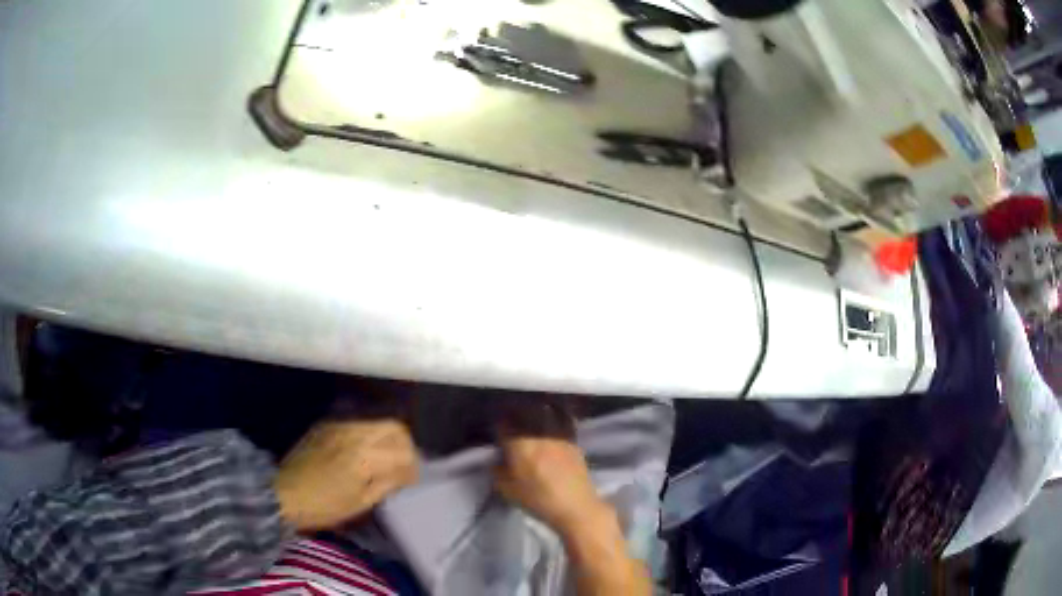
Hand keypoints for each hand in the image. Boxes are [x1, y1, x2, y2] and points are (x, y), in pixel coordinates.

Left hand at [273, 418, 417, 531]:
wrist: (283, 493)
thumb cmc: (324, 506)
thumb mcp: (361, 503)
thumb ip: (387, 483)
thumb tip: (405, 472)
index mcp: (366, 457)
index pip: (404, 452)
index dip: (413, 467)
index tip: (411, 480)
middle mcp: (355, 433)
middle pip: (395, 427)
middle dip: (405, 445)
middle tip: (404, 465)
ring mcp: (340, 426)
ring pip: (377, 421)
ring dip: (388, 438)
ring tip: (386, 457)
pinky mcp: (327, 425)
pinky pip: (359, 423)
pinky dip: (370, 434)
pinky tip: (365, 451)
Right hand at [493, 404, 607, 536]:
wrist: (575, 506)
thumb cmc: (538, 500)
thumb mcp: (507, 490)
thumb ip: (497, 471)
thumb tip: (497, 460)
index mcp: (519, 443)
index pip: (503, 424)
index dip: (497, 425)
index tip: (496, 430)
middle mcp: (538, 433)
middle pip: (524, 413)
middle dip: (515, 414)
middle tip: (511, 421)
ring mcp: (558, 434)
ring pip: (544, 412)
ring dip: (535, 412)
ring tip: (530, 417)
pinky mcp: (573, 440)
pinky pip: (562, 419)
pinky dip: (556, 415)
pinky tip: (552, 419)